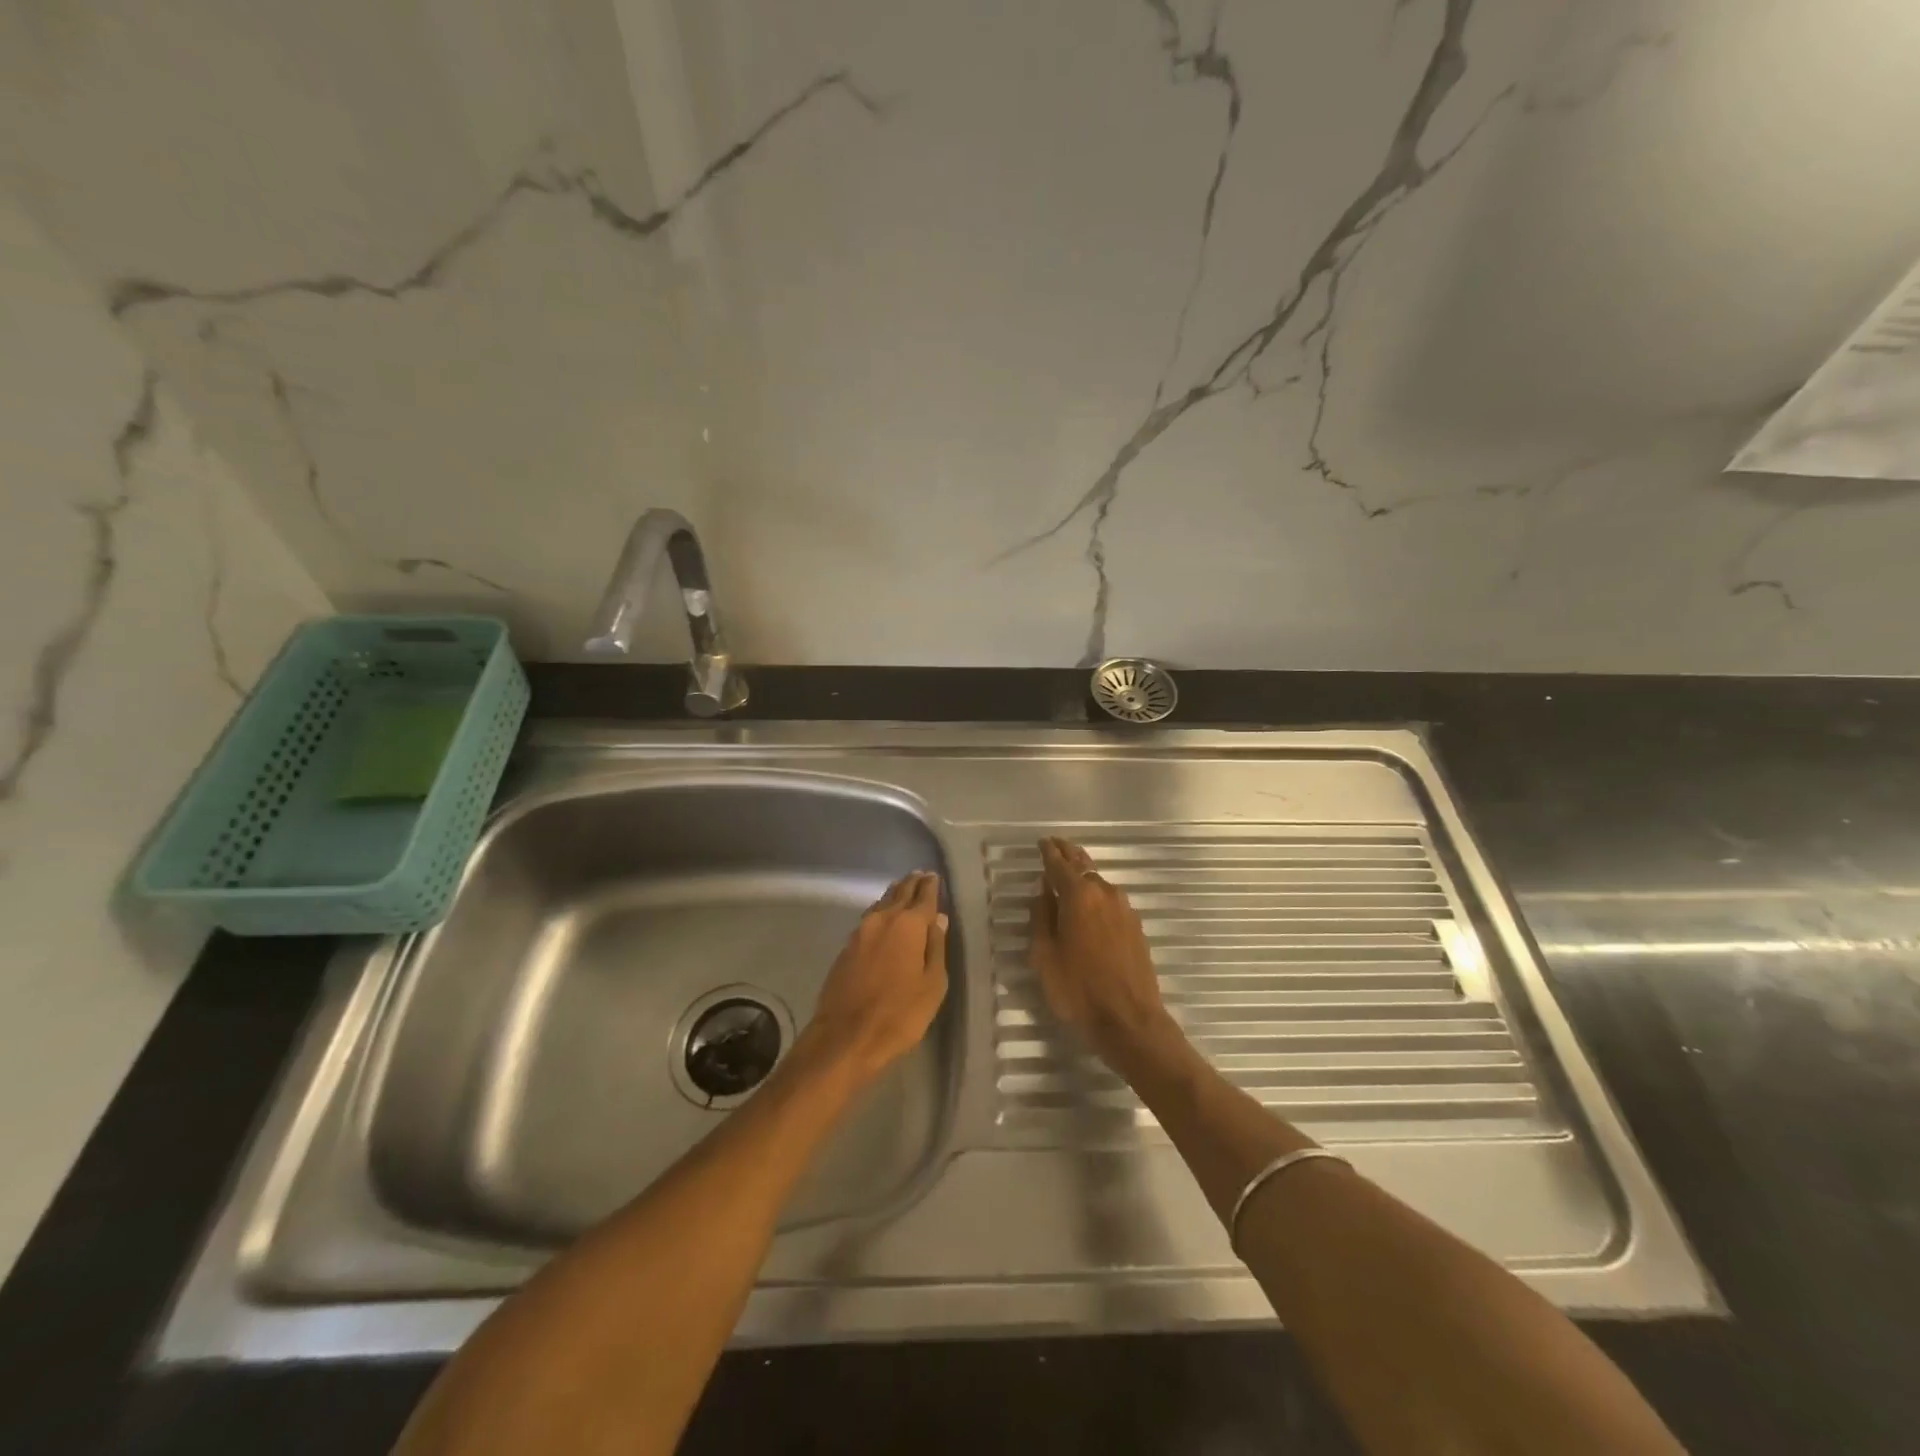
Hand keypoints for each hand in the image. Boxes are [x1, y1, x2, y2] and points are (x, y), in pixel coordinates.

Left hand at [804, 871, 949, 1086]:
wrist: (845, 1037)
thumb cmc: (900, 1014)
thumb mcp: (932, 984)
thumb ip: (936, 947)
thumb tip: (939, 918)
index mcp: (908, 925)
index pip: (924, 896)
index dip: (931, 886)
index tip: (934, 876)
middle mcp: (882, 919)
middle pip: (899, 893)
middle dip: (912, 884)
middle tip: (921, 875)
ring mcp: (860, 932)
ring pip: (881, 903)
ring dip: (894, 895)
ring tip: (904, 890)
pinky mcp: (846, 947)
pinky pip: (869, 918)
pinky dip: (881, 911)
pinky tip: (884, 917)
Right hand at [1029, 837, 1181, 1073]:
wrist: (1130, 1021)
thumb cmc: (1078, 990)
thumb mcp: (1045, 956)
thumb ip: (1042, 918)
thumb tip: (1044, 892)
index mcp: (1079, 896)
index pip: (1059, 864)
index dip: (1048, 852)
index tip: (1042, 842)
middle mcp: (1104, 893)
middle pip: (1083, 865)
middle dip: (1068, 853)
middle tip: (1056, 845)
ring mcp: (1124, 909)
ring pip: (1099, 882)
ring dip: (1083, 874)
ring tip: (1070, 873)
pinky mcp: (1136, 926)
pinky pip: (1110, 900)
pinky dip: (1096, 894)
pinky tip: (1090, 903)